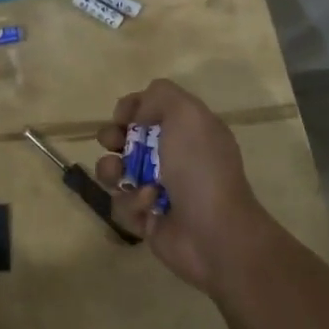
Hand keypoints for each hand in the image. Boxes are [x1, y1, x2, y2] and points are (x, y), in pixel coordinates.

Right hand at [95, 78, 272, 293]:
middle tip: (114, 143)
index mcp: (187, 130)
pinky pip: (121, 204)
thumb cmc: (200, 167)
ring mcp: (158, 189)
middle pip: (126, 138)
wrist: (215, 233)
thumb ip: (160, 95)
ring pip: (116, 172)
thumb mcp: (187, 114)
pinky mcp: (147, 219)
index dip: (131, 108)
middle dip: (112, 137)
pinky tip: (151, 206)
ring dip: (112, 171)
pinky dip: (133, 203)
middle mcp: (172, 156)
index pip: (150, 109)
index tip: (123, 116)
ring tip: (122, 176)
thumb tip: (138, 113)